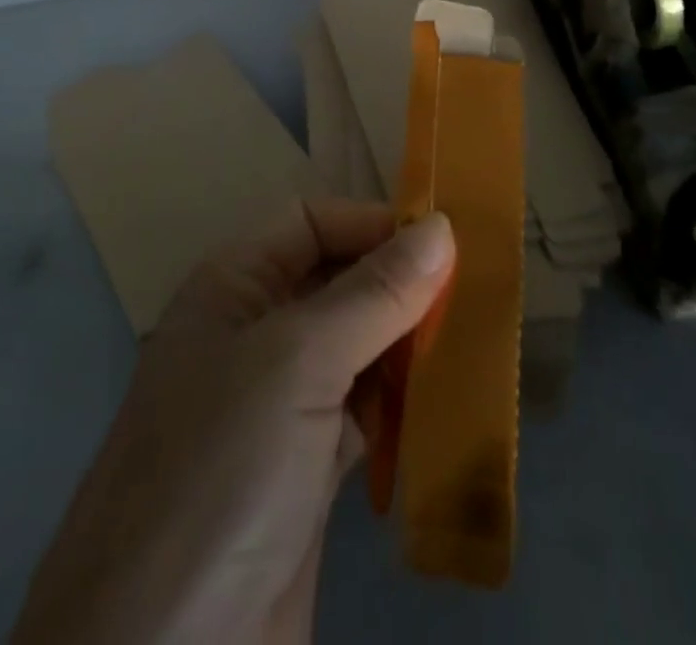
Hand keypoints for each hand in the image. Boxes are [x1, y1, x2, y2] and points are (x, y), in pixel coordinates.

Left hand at [12, 200, 453, 644]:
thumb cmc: (221, 472)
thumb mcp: (298, 363)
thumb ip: (374, 293)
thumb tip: (440, 227)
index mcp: (234, 288)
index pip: (311, 223)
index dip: (372, 224)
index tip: (446, 243)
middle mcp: (254, 334)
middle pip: (338, 281)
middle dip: (399, 284)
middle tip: (475, 294)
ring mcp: (280, 405)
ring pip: (357, 347)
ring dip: (408, 345)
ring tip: (473, 342)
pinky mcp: (305, 470)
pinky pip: (365, 412)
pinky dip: (402, 405)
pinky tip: (447, 406)